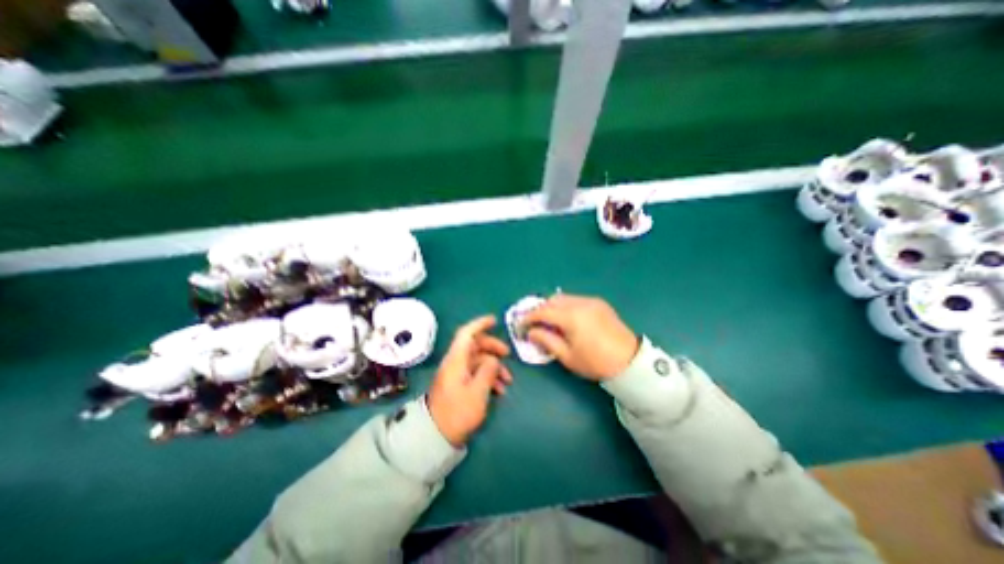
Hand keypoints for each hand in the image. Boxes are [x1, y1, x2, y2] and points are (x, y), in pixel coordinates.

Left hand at [427, 316, 512, 447]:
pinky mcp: (459, 384)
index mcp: (456, 360)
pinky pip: (476, 373)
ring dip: (494, 366)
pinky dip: (488, 377)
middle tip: (507, 354)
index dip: (480, 324)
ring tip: (508, 380)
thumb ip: (488, 371)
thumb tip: (494, 359)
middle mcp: (455, 363)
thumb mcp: (478, 392)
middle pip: (475, 346)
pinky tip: (499, 390)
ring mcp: (457, 374)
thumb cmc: (458, 412)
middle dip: (493, 347)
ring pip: (478, 360)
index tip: (494, 320)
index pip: (466, 333)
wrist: (437, 436)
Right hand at [523, 294, 638, 381]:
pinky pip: (576, 300)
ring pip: (564, 298)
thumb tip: (531, 332)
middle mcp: (580, 303)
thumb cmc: (595, 362)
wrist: (630, 362)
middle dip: (540, 310)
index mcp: (571, 317)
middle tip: (534, 323)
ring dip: (553, 307)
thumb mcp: (567, 356)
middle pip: (552, 300)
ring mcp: (591, 301)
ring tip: (549, 322)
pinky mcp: (599, 303)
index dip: (528, 318)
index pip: (542, 311)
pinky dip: (566, 306)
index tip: (520, 326)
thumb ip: (546, 340)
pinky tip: (567, 319)